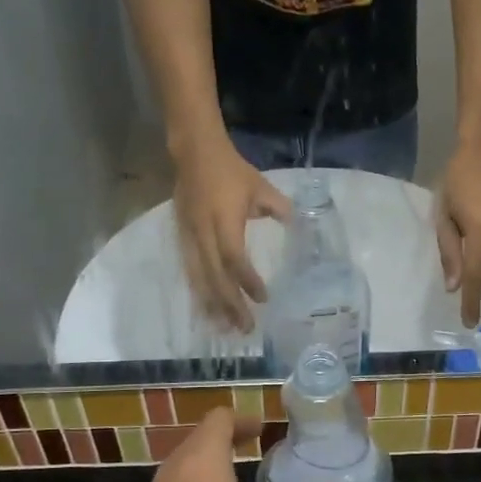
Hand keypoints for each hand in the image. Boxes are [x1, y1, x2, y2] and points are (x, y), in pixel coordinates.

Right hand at [172, 135, 290, 331]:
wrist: (194, 153)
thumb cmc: (231, 170)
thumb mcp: (261, 187)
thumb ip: (279, 209)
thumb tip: (298, 228)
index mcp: (224, 221)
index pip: (235, 258)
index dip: (247, 280)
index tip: (263, 298)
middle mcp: (203, 233)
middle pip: (215, 277)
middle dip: (230, 305)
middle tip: (246, 328)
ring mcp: (189, 237)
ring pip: (199, 278)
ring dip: (213, 305)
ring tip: (225, 328)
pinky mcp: (181, 238)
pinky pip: (190, 271)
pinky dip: (200, 292)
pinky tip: (207, 309)